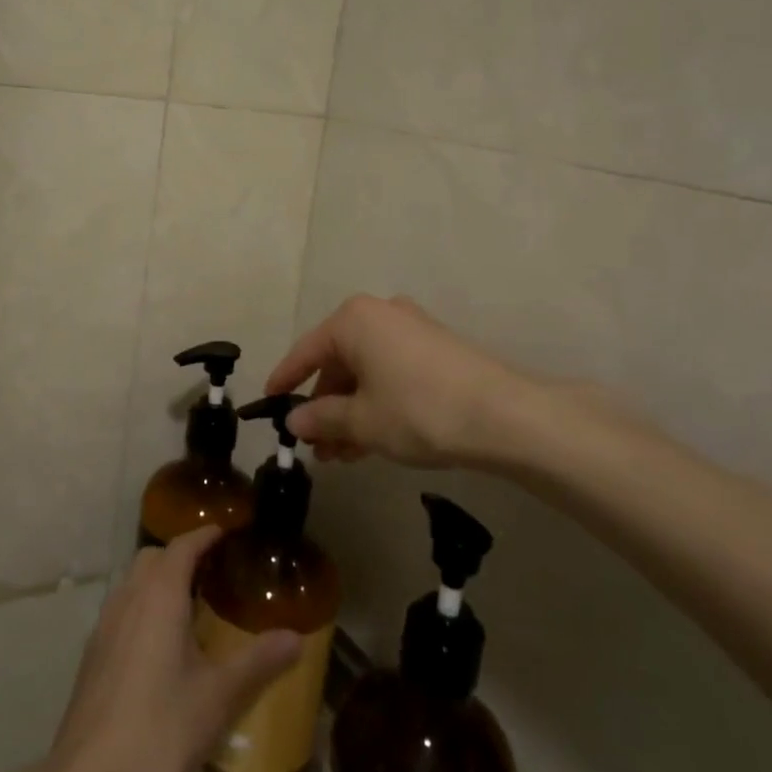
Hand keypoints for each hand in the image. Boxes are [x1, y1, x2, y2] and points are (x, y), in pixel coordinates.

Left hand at [43, 527, 300, 771]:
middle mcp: (128, 598)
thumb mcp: (219, 697)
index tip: (231, 533)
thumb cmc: (159, 730)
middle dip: (183, 555)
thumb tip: (296, 637)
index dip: (207, 534)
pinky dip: (145, 608)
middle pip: (154, 558)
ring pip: (134, 583)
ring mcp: (104, 626)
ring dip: (161, 582)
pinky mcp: (93, 655)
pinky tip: (163, 647)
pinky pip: (123, 610)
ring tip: (193, 608)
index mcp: (159, 595)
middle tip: (216, 573)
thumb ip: (258, 661)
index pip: (183, 545)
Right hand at [266, 294, 533, 466]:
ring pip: (366, 373)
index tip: (268, 403)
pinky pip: (391, 374)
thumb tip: (295, 420)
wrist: (504, 415)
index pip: (307, 351)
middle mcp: (381, 315)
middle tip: (314, 445)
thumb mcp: (362, 421)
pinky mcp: (436, 350)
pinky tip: (371, 442)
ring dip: (350, 413)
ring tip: (340, 456)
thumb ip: (322, 418)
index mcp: (354, 320)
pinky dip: (376, 404)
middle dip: (324, 407)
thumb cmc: (419, 410)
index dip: (285, 379)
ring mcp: (412, 330)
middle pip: (338, 363)